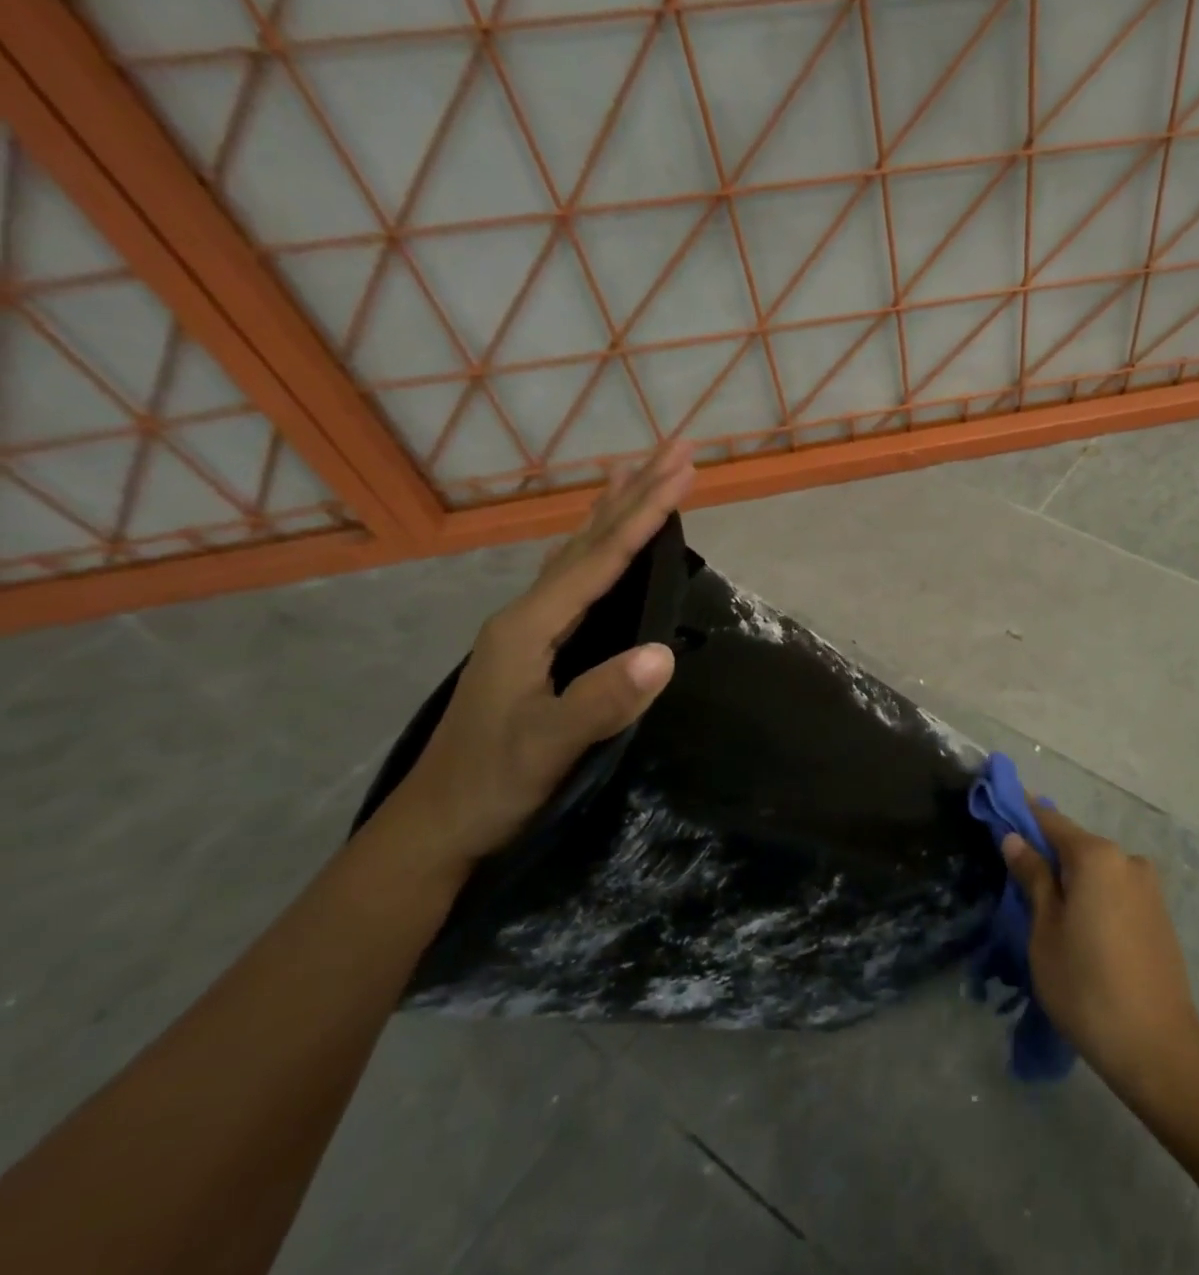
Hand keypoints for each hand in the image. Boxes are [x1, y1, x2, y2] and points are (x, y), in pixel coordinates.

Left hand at [382, 442, 697, 874]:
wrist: (438, 826)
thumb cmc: (492, 784)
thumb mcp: (548, 747)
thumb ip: (601, 700)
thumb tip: (664, 652)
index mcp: (531, 625)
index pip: (601, 557)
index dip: (645, 513)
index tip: (685, 470)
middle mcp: (527, 613)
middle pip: (590, 539)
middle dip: (636, 491)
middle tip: (677, 447)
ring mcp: (528, 628)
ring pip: (579, 552)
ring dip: (614, 510)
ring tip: (635, 472)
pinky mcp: (536, 646)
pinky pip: (575, 577)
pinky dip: (598, 545)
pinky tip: (602, 543)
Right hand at [1000, 808, 1198, 1097]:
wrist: (1158, 1048)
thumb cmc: (1086, 987)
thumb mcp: (1045, 931)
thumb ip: (1033, 877)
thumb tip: (1015, 838)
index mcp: (1097, 856)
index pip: (1050, 821)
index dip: (1023, 816)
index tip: (999, 815)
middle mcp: (1127, 859)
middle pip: (1076, 846)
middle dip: (1047, 857)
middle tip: (1017, 883)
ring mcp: (1148, 886)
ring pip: (1097, 871)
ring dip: (1072, 882)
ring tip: (1048, 918)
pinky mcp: (1159, 913)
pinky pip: (1116, 891)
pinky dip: (1094, 898)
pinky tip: (1081, 932)